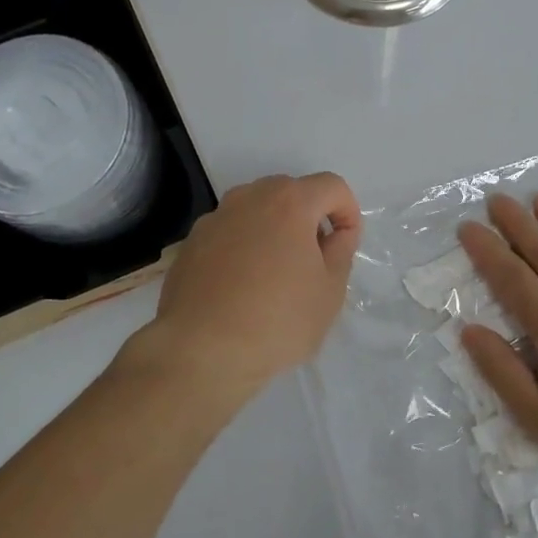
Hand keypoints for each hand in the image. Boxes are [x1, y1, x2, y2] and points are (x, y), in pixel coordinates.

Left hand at [134, 173, 361, 405]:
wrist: (201, 351)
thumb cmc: (277, 320)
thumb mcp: (330, 291)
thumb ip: (341, 251)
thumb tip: (335, 234)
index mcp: (289, 202)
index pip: (331, 186)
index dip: (347, 211)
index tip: (345, 245)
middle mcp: (248, 198)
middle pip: (289, 193)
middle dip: (308, 219)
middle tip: (314, 261)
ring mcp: (213, 219)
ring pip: (255, 213)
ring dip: (272, 232)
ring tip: (275, 277)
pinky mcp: (189, 245)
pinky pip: (228, 235)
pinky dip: (242, 249)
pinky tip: (240, 289)